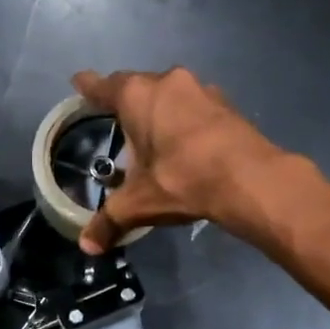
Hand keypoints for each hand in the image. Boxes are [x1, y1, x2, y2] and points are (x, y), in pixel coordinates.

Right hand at [71, 67, 285, 252]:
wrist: (250, 179)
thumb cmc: (182, 180)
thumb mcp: (139, 204)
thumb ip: (109, 221)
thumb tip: (87, 247)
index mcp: (137, 96)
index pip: (103, 87)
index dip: (88, 87)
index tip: (79, 81)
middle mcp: (167, 82)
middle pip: (137, 86)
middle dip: (125, 100)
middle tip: (115, 118)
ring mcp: (201, 90)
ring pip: (169, 94)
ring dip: (159, 108)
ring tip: (151, 133)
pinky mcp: (226, 104)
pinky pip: (194, 106)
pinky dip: (184, 119)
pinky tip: (185, 142)